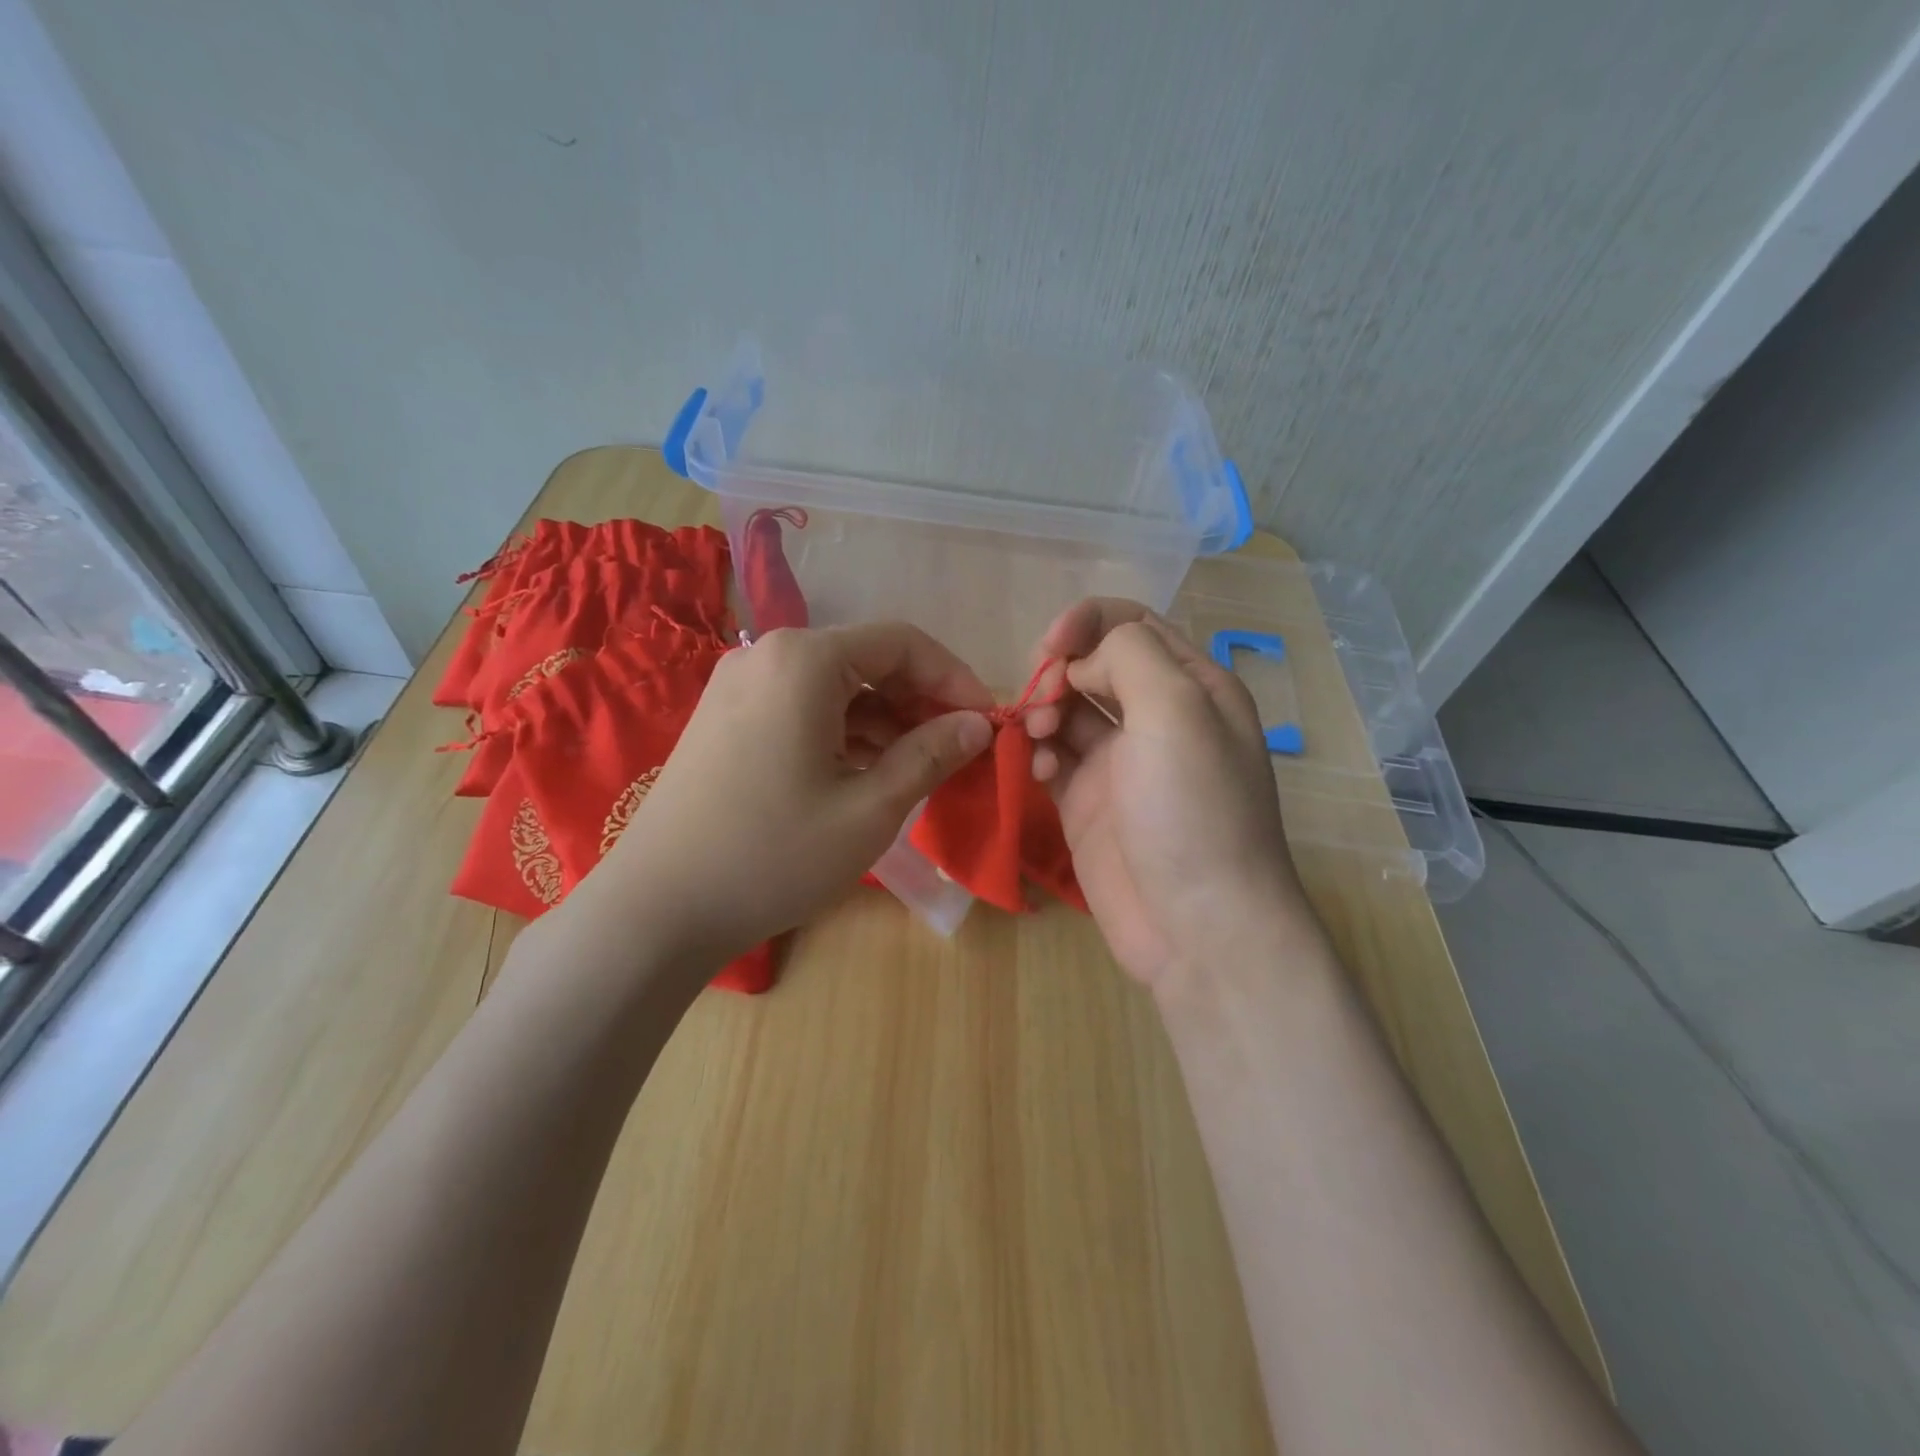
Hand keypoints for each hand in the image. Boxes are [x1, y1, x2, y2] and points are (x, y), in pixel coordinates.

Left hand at [575, 623, 993, 965]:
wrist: (658, 909)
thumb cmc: (774, 855)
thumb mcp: (870, 809)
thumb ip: (931, 755)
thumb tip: (978, 725)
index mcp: (804, 659)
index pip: (903, 643)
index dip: (955, 679)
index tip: (988, 722)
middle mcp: (767, 654)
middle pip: (867, 659)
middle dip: (920, 700)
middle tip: (958, 749)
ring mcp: (740, 685)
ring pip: (836, 685)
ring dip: (884, 719)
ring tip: (919, 767)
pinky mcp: (726, 717)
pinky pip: (803, 706)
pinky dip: (844, 731)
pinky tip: (867, 771)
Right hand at [1025, 599, 1313, 995]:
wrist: (1197, 927)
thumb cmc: (1194, 809)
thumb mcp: (1177, 710)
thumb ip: (1128, 656)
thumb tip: (1082, 662)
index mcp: (1192, 685)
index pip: (1132, 624)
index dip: (1086, 622)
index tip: (1050, 646)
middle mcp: (1157, 716)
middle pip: (1093, 664)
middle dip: (1059, 669)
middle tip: (1040, 698)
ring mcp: (1120, 762)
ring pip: (1067, 710)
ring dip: (1043, 711)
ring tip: (1037, 736)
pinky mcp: (1088, 801)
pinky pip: (1052, 757)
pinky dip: (1038, 753)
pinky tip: (1038, 770)